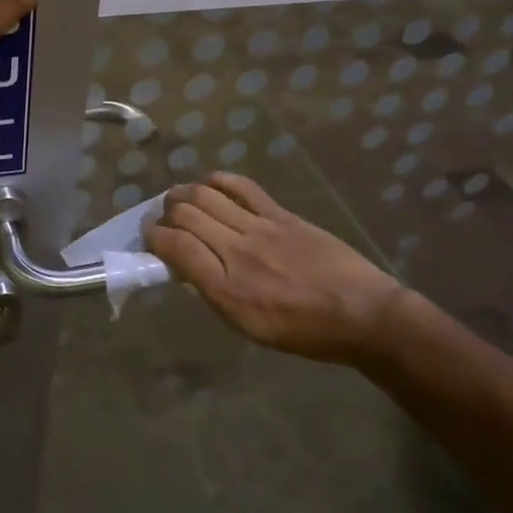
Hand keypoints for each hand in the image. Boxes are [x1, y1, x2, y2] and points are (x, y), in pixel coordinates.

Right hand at [144, 172, 409, 361]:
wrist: (363, 315)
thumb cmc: (305, 332)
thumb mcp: (249, 327)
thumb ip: (214, 293)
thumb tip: (188, 267)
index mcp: (226, 289)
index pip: (175, 247)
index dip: (154, 236)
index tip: (149, 236)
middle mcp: (237, 253)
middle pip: (186, 215)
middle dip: (165, 213)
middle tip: (162, 218)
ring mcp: (260, 228)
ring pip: (207, 196)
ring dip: (184, 193)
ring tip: (178, 198)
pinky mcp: (281, 215)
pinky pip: (242, 187)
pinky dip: (219, 180)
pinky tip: (210, 183)